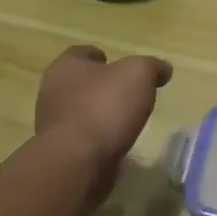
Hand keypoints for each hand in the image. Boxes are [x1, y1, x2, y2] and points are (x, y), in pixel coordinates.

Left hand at [35, 45, 172, 166]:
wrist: (77, 162)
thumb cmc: (105, 107)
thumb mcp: (139, 74)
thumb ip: (152, 67)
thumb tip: (163, 69)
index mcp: (66, 66)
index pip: (81, 53)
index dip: (101, 57)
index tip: (120, 67)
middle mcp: (52, 91)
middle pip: (79, 83)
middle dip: (101, 87)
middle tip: (127, 93)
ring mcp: (53, 124)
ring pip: (79, 112)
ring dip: (98, 115)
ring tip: (125, 121)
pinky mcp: (59, 152)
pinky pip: (81, 139)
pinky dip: (97, 139)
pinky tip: (115, 144)